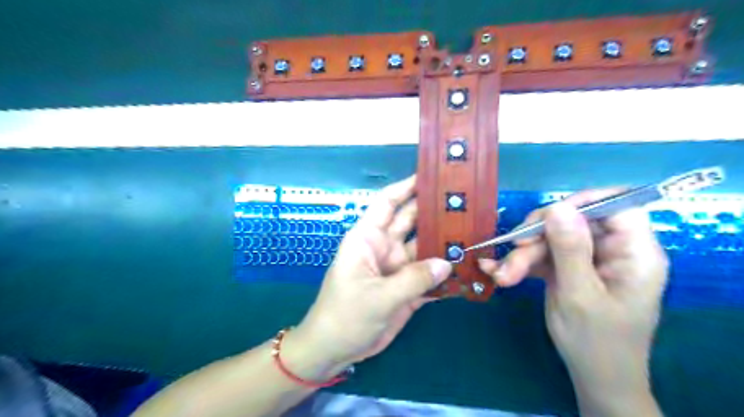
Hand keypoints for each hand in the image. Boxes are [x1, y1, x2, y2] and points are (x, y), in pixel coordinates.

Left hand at [294, 175, 450, 369]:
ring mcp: (398, 267)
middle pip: (412, 221)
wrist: (336, 349)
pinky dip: (445, 272)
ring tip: (475, 233)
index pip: (388, 203)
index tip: (432, 176)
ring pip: (425, 247)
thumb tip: (447, 262)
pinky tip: (467, 268)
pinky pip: (429, 275)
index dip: (407, 187)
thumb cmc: (345, 315)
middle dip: (434, 211)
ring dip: (445, 242)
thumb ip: (413, 279)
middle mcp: (385, 247)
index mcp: (369, 238)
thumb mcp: (378, 297)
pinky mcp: (407, 288)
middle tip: (466, 202)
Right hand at [479, 191, 671, 409]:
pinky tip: (497, 271)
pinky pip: (543, 255)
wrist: (593, 376)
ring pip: (551, 239)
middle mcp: (612, 250)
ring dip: (522, 256)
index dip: (583, 202)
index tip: (547, 217)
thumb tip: (558, 206)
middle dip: (537, 238)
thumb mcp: (579, 294)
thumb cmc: (596, 342)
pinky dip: (520, 263)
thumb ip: (569, 249)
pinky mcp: (568, 268)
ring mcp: (588, 259)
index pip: (617, 206)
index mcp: (634, 253)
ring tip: (501, 276)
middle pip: (573, 222)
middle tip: (512, 252)